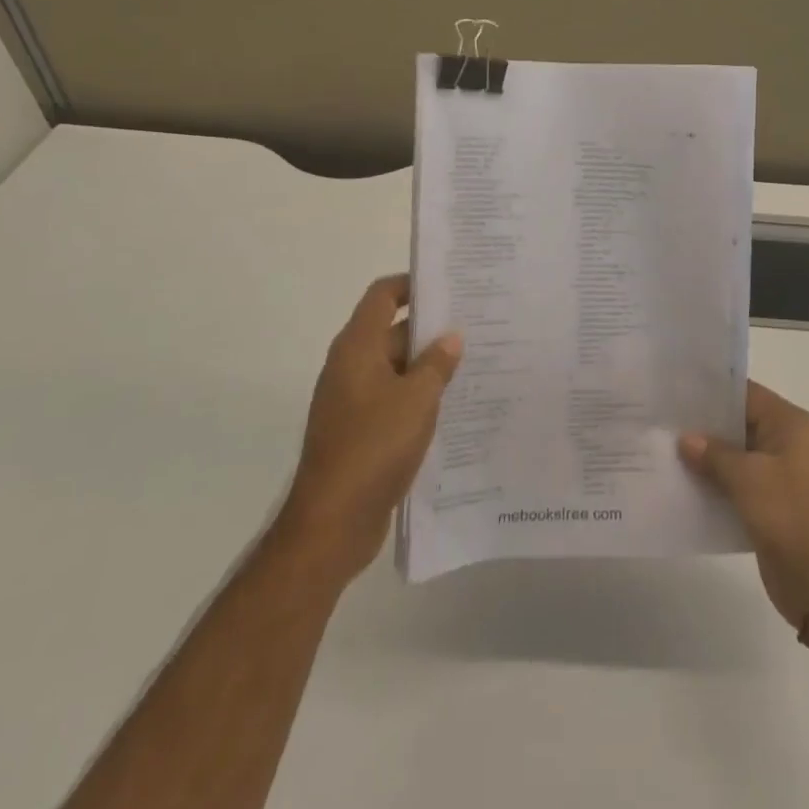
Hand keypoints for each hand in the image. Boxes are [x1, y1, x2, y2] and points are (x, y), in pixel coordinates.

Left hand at [276, 274, 461, 586]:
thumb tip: (451, 336)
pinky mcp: (360, 431)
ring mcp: (353, 401)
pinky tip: (453, 406)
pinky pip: (393, 399)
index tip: (449, 285)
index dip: (411, 284)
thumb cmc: (373, 448)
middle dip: (431, 329)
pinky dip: (418, 396)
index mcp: (357, 348)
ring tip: (475, 363)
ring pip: (396, 368)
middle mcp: (351, 367)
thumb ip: (436, 364)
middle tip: (476, 326)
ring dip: (428, 366)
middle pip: (392, 331)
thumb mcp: (416, 400)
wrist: (331, 523)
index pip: (382, 296)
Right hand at [679, 382, 808, 627]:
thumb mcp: (748, 478)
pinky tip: (682, 482)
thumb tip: (685, 438)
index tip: (675, 390)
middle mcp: (786, 443)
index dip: (711, 391)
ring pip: (735, 456)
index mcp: (789, 424)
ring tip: (663, 448)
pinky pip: (737, 484)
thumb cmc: (790, 515)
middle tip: (662, 419)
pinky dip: (714, 483)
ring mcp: (779, 475)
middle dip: (703, 425)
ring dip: (706, 457)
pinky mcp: (770, 504)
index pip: (745, 393)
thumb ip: (714, 454)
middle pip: (739, 423)